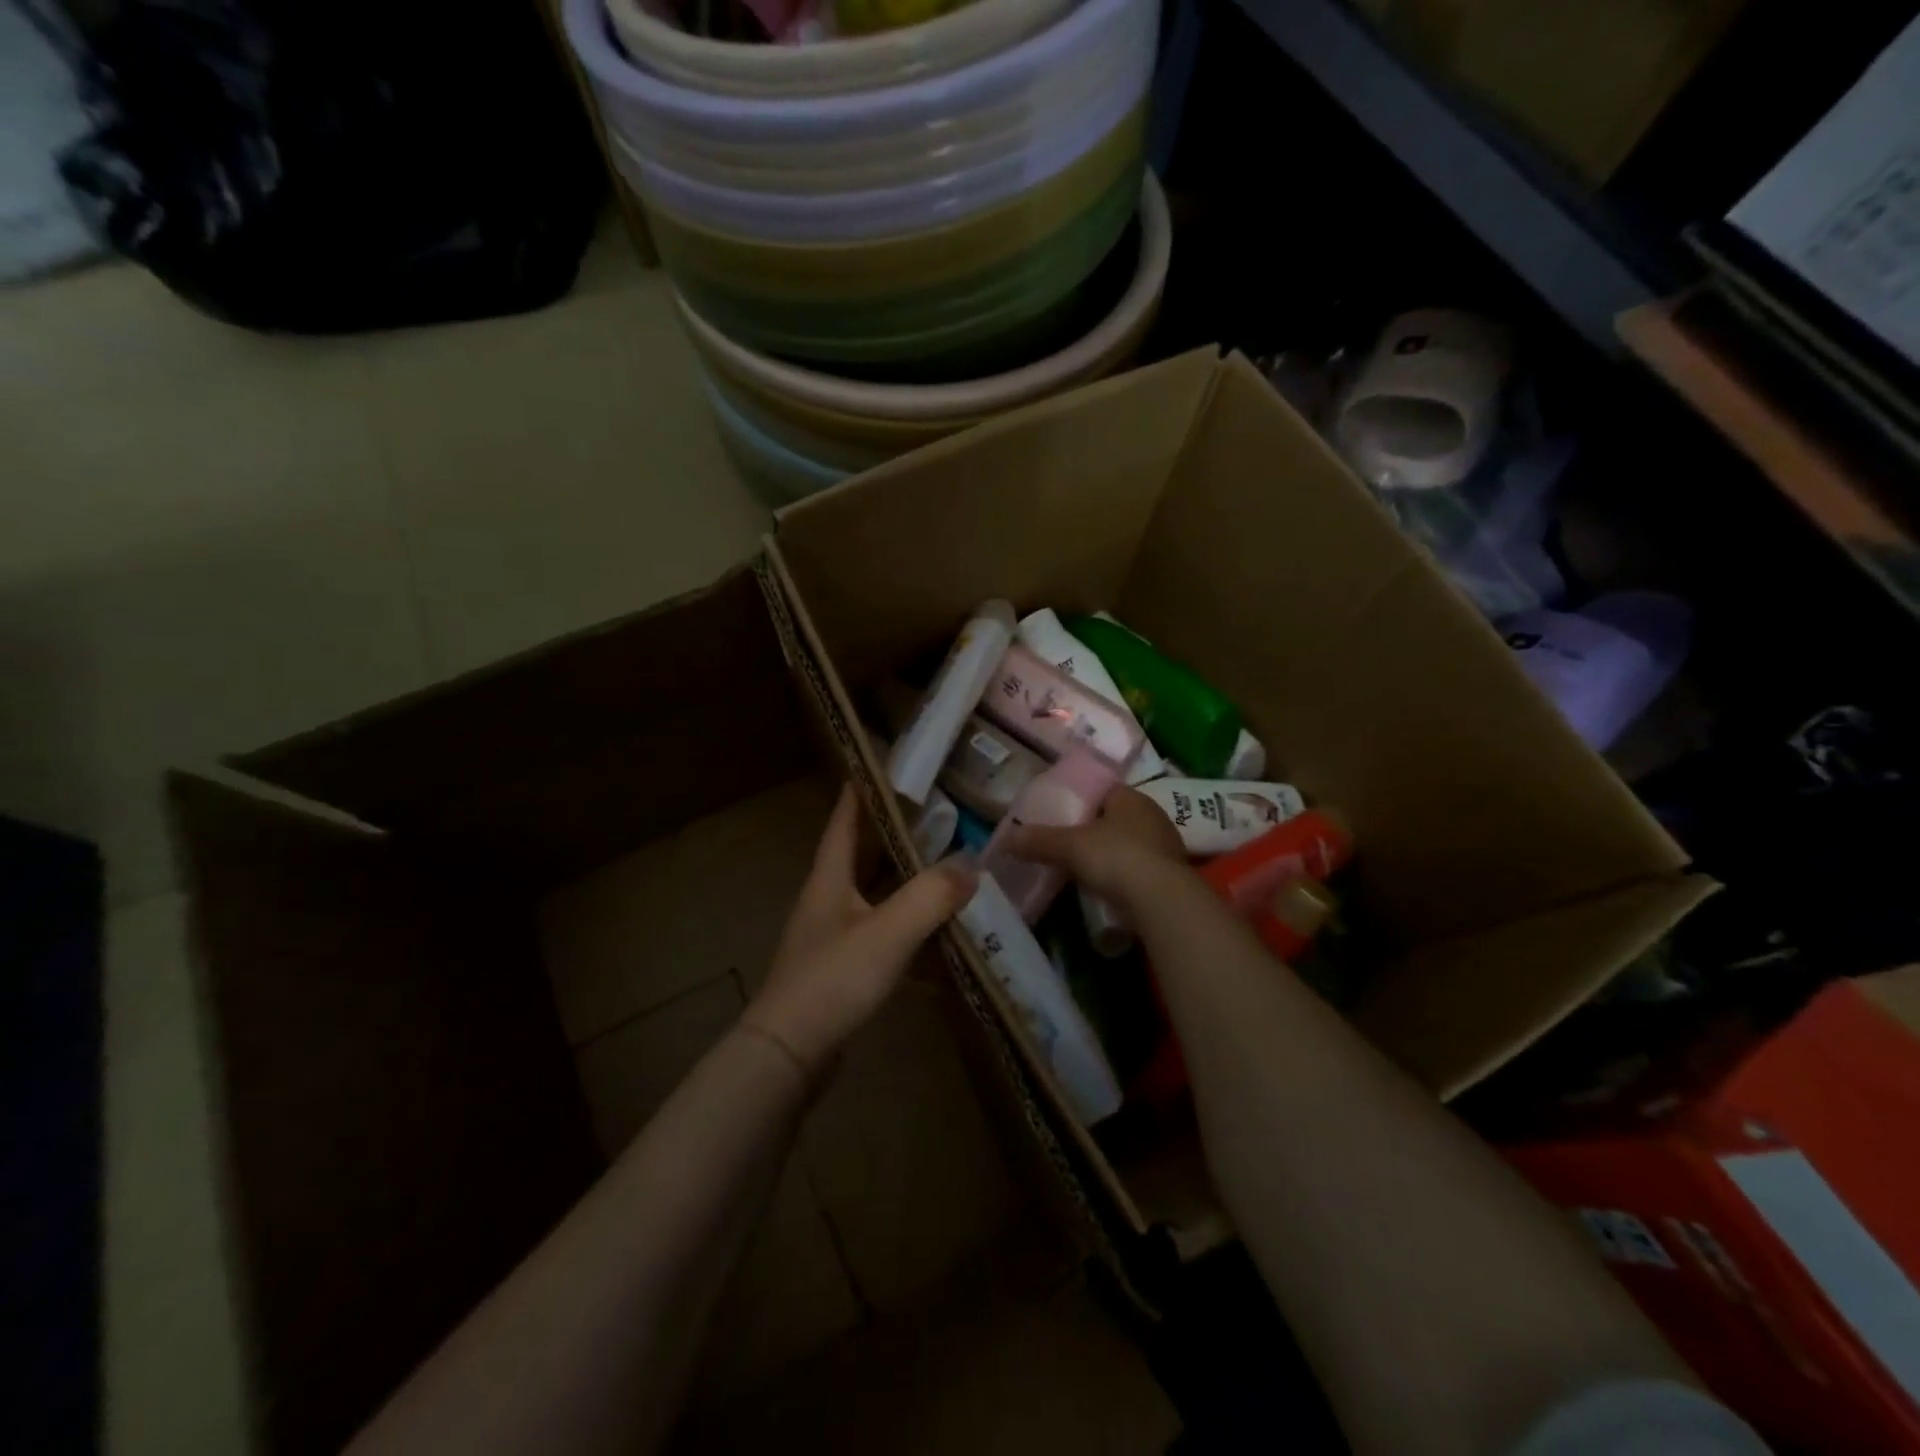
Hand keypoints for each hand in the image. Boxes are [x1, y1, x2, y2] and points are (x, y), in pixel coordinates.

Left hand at [743, 784, 976, 1073]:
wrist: (789, 1055)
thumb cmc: (833, 979)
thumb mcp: (888, 932)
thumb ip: (931, 896)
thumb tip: (972, 865)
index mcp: (830, 878)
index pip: (845, 819)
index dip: (862, 789)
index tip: (887, 764)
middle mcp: (829, 899)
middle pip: (862, 854)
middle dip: (894, 832)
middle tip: (935, 812)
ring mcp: (834, 935)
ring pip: (874, 894)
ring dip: (904, 879)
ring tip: (944, 863)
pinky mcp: (843, 968)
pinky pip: (881, 933)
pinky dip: (907, 926)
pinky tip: (937, 932)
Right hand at [1007, 786, 1187, 914]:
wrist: (1162, 901)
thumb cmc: (1116, 857)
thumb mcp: (1069, 846)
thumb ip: (1039, 840)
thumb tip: (1006, 838)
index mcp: (1131, 797)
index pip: (1103, 790)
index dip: (1081, 800)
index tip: (1060, 814)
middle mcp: (1153, 815)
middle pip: (1116, 818)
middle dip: (1094, 829)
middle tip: (1067, 843)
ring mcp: (1166, 846)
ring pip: (1130, 844)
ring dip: (1111, 854)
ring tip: (1084, 868)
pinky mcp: (1172, 876)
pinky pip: (1140, 870)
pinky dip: (1124, 876)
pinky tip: (1107, 888)